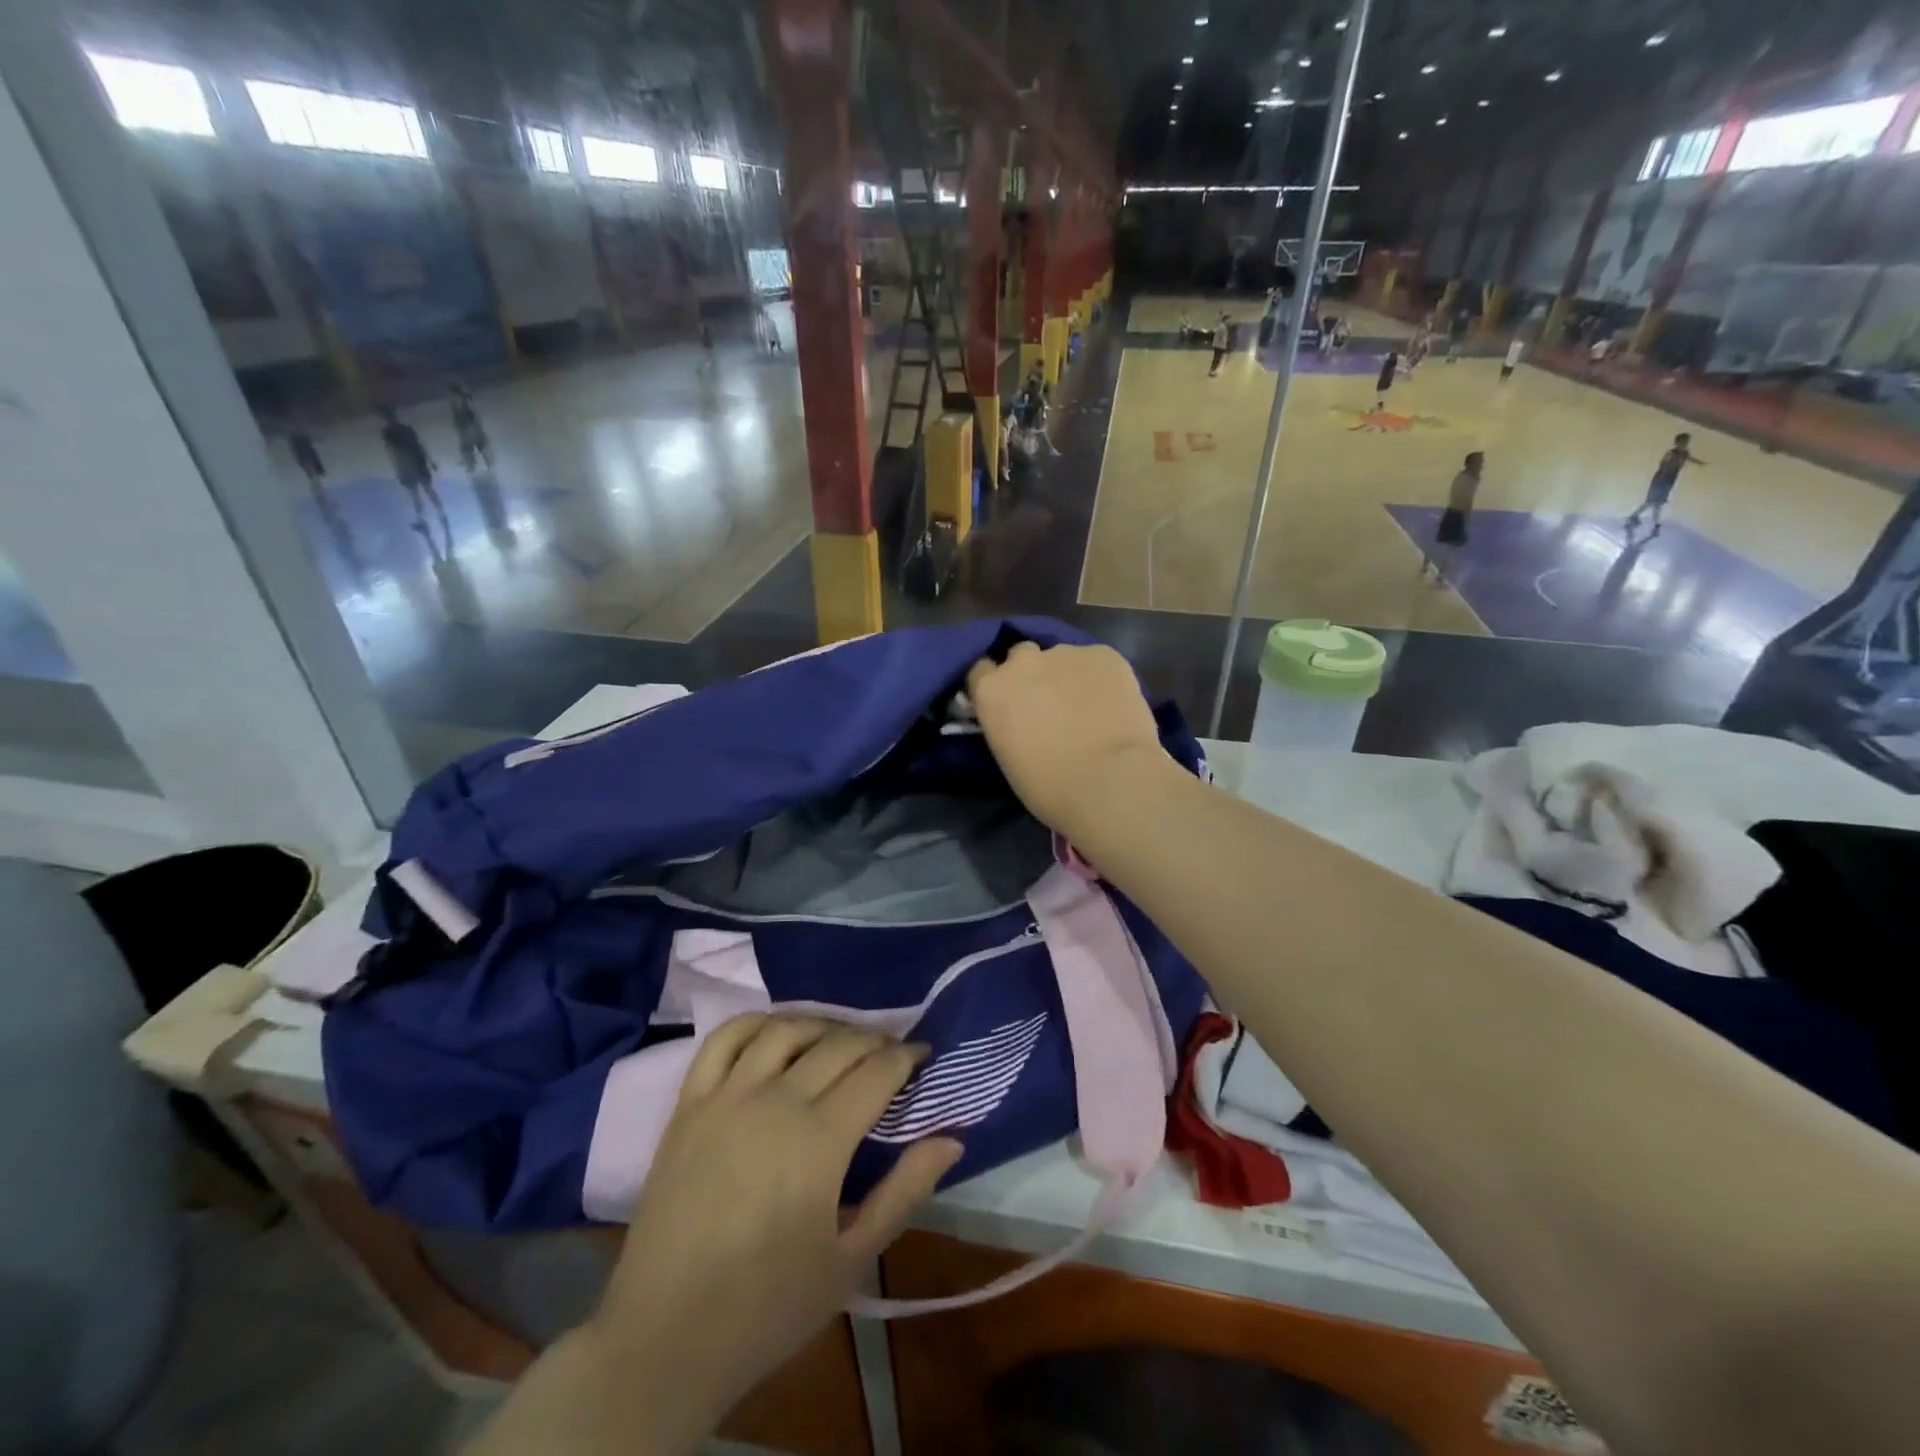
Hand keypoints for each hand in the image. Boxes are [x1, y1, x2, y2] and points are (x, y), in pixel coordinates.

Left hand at [589, 1017, 960, 1438]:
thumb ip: (904, 1190)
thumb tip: (952, 1137)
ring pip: (785, 1030)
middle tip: (891, 1052)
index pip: (877, 1072)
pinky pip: (724, 1039)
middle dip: (874, 1040)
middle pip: (838, 1044)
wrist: (666, 1336)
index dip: (907, 1057)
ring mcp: (727, 1096)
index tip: (923, 1056)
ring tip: (840, 1039)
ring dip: (822, 1024)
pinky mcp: (690, 1103)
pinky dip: (756, 1022)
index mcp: (820, 1140)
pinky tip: (776, 1031)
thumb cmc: (769, 1305)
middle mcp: (776, 1101)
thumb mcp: (852, 1258)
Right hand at [967, 642, 1170, 837]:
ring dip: (1068, 675)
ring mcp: (1065, 653)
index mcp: (992, 690)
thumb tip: (1021, 719)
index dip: (996, 685)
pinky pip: (1097, 661)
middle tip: (1048, 703)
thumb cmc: (1051, 787)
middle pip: (1021, 655)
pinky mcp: (1104, 653)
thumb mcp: (1008, 757)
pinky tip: (1114, 703)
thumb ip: (1007, 724)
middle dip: (1031, 674)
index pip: (980, 671)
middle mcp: (1023, 662)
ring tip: (1089, 705)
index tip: (1008, 702)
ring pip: (1062, 658)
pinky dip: (1101, 678)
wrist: (1111, 781)